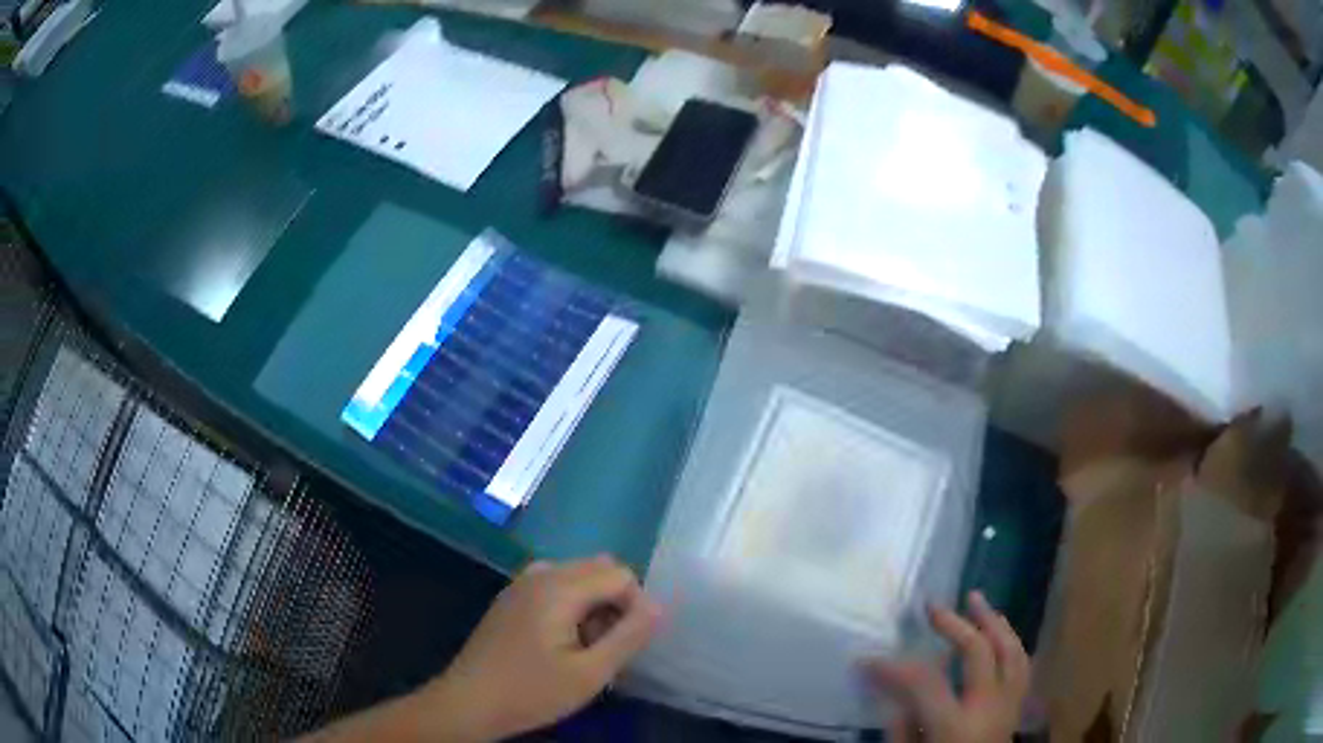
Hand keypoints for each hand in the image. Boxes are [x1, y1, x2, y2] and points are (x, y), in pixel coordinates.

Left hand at [425, 555, 662, 740]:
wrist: (468, 702)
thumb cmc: (531, 691)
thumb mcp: (590, 673)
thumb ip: (629, 636)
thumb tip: (659, 606)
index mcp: (559, 587)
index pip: (620, 574)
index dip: (635, 607)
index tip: (624, 645)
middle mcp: (540, 574)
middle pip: (599, 568)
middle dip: (615, 602)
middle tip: (604, 647)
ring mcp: (521, 583)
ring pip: (578, 576)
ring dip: (594, 604)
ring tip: (584, 648)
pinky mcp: (511, 598)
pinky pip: (555, 586)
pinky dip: (571, 605)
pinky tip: (561, 642)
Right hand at [863, 592, 1029, 742]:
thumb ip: (901, 726)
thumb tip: (891, 689)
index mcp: (955, 726)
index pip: (923, 683)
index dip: (892, 667)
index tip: (866, 659)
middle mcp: (989, 708)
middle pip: (978, 652)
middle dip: (954, 624)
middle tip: (931, 606)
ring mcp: (1009, 705)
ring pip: (1011, 650)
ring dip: (994, 621)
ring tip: (976, 599)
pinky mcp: (1017, 708)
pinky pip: (1022, 665)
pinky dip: (1011, 642)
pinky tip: (1000, 631)